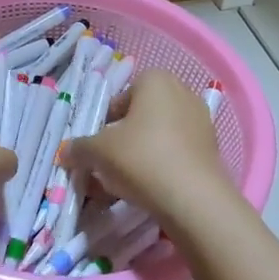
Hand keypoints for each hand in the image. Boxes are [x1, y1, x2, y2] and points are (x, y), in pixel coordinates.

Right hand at [64, 69, 238, 227]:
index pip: (120, 98)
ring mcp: (201, 120)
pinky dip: (162, 166)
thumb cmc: (141, 158)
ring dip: (142, 154)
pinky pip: (177, 152)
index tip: (99, 147)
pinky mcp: (212, 148)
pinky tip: (151, 189)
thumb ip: (79, 148)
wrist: (193, 199)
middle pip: (140, 116)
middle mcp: (182, 92)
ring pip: (158, 136)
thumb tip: (65, 152)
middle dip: (123, 139)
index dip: (105, 123)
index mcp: (155, 80)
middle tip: (110, 165)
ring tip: (128, 182)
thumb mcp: (98, 152)